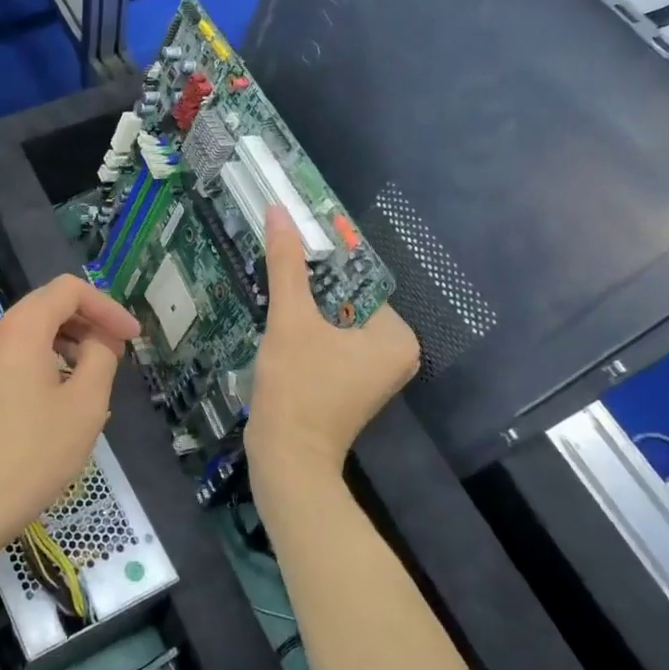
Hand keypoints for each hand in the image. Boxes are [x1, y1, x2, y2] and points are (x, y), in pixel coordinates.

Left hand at [0, 274, 139, 564]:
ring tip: (92, 380)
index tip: (131, 338)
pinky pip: (13, 360)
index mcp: (20, 331)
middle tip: (117, 355)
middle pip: (46, 307)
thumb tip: (99, 341)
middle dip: (87, 323)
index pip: (68, 290)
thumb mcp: (84, 408)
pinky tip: (58, 403)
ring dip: (66, 345)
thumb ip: (101, 360)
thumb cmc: (29, 457)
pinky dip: (43, 364)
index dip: (106, 307)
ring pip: (28, 336)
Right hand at [246, 205, 419, 476]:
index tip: (288, 245)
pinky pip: (329, 343)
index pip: (357, 279)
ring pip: (334, 322)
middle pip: (345, 301)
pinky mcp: (350, 385)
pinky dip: (306, 333)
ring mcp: (373, 372)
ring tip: (272, 291)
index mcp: (396, 335)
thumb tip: (279, 211)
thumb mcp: (290, 319)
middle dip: (310, 287)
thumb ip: (287, 264)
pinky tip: (278, 326)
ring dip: (304, 309)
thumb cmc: (297, 387)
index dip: (321, 262)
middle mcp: (396, 353)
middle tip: (274, 267)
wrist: (286, 458)